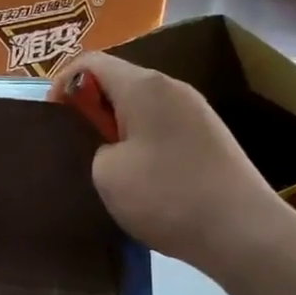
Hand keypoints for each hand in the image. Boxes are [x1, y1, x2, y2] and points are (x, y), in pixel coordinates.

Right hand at [52, 53, 295, 277]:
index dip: (62, 83)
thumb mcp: (105, 173)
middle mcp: (172, 88)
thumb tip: (110, 146)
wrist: (243, 232)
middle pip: (119, 80)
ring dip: (117, 126)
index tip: (52, 118)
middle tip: (75, 143)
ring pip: (142, 105)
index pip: (90, 62)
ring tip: (104, 163)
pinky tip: (141, 176)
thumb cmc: (166, 196)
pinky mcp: (211, 137)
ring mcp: (196, 112)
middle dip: (90, 106)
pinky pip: (163, 125)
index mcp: (143, 86)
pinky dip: (142, 140)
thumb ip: (94, 145)